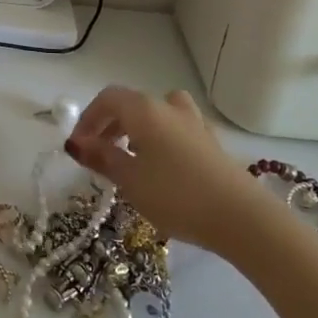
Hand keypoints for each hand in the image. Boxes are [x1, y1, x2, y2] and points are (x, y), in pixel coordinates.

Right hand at [64, 87, 264, 255]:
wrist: (242, 218)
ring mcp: (194, 123)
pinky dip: (161, 138)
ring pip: (157, 113)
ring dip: (137, 129)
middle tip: (98, 154)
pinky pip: (176, 129)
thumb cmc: (176, 195)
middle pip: (131, 104)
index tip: (78, 146)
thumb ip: (101, 158)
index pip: (108, 99)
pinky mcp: (212, 143)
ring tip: (130, 157)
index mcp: (144, 109)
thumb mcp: (129, 180)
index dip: (88, 118)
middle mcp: (169, 107)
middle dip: (109, 125)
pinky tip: (161, 167)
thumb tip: (75, 143)